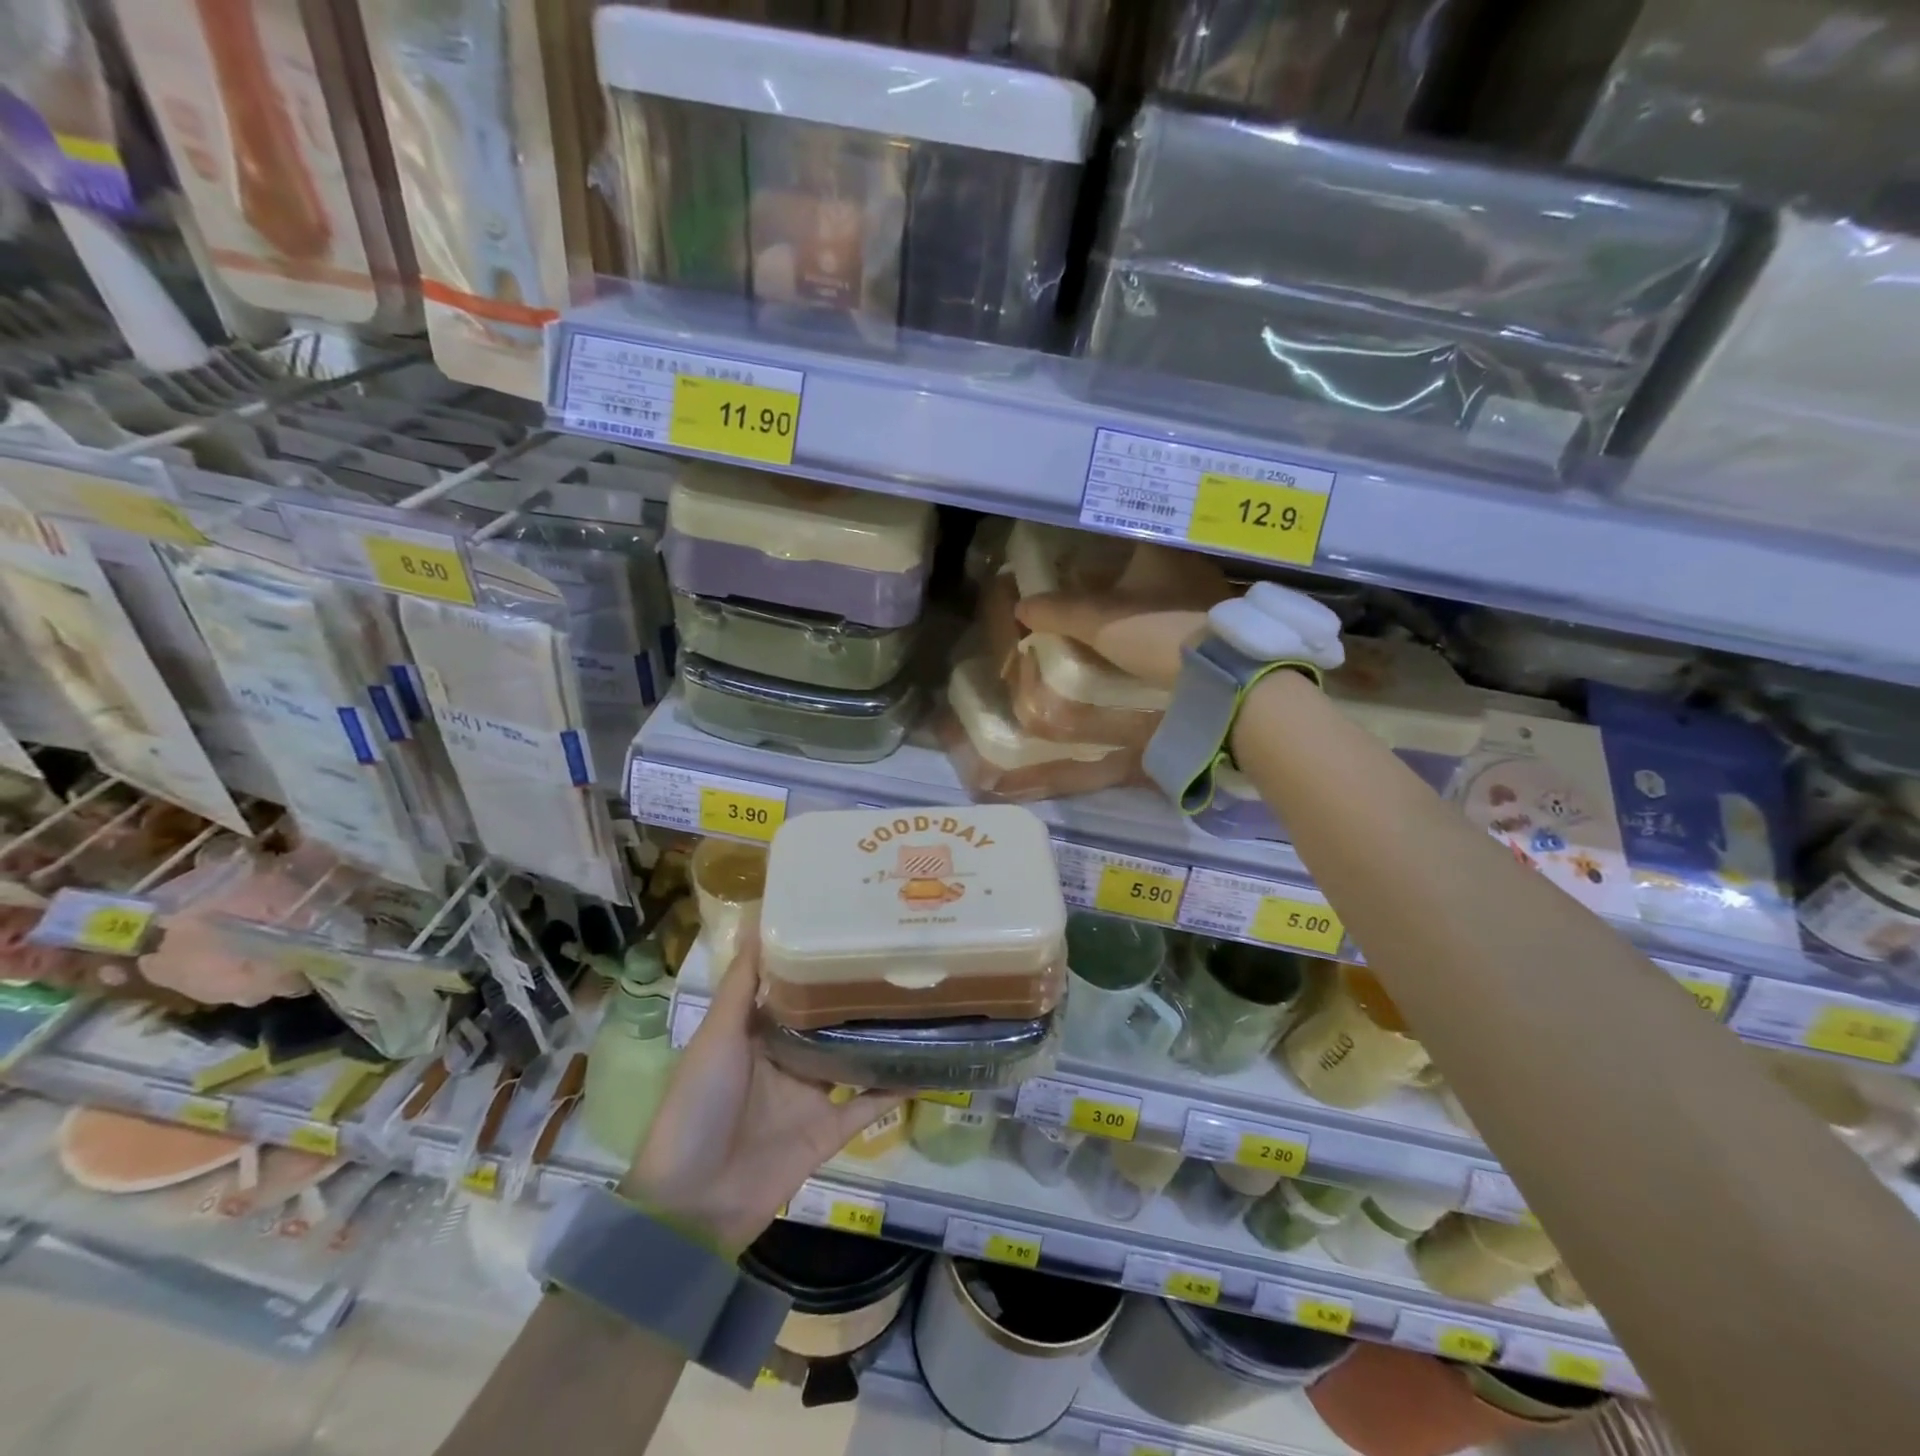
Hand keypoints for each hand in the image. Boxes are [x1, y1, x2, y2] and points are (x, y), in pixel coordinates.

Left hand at [621, 932, 901, 1255]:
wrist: (692, 1203)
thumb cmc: (698, 1105)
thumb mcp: (717, 1035)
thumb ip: (743, 983)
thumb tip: (757, 919)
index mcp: (756, 1033)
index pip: (794, 988)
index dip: (818, 960)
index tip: (851, 926)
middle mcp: (786, 1059)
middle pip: (829, 1021)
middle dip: (856, 994)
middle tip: (899, 956)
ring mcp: (810, 1096)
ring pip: (853, 1056)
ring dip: (880, 1035)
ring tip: (921, 999)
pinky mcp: (828, 1130)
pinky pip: (868, 1104)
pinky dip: (895, 1087)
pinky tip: (927, 1062)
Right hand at [1013, 542, 1232, 687]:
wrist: (1221, 668)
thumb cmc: (1155, 629)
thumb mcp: (1096, 622)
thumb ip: (1058, 612)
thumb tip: (1021, 607)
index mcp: (1159, 546)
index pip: (1124, 531)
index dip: (1101, 542)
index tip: (1083, 556)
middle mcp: (1189, 558)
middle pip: (1148, 557)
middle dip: (1124, 571)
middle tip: (1098, 586)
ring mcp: (1212, 588)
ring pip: (1169, 583)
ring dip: (1148, 595)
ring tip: (1124, 612)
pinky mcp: (1224, 618)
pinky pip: (1185, 607)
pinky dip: (1167, 615)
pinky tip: (1154, 631)